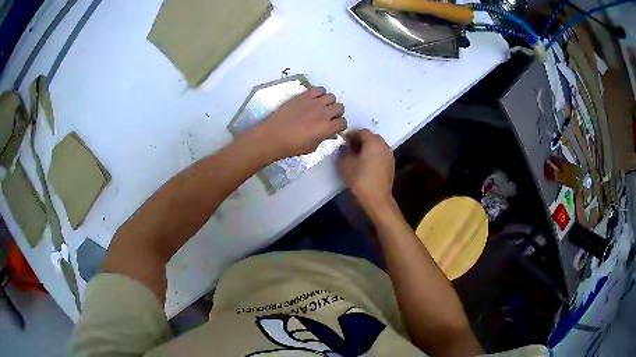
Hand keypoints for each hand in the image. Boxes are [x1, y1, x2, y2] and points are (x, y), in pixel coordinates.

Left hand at [249, 87, 345, 160]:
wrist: (273, 136)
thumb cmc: (292, 146)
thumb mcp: (312, 147)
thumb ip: (323, 138)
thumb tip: (330, 133)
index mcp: (327, 128)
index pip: (343, 122)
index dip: (340, 126)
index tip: (334, 128)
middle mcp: (323, 113)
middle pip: (339, 107)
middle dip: (336, 113)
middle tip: (328, 117)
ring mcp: (313, 102)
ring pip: (331, 97)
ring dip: (329, 103)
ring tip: (321, 107)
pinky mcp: (303, 95)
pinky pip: (318, 89)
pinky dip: (319, 93)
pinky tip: (313, 100)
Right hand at [337, 129, 394, 208]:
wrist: (377, 197)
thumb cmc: (360, 178)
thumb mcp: (345, 164)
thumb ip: (342, 152)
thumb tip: (342, 147)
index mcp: (373, 141)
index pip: (361, 131)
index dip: (350, 135)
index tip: (342, 141)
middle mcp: (383, 144)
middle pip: (370, 137)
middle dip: (359, 140)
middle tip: (348, 147)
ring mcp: (389, 154)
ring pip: (376, 145)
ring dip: (366, 147)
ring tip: (356, 156)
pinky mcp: (391, 163)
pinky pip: (380, 153)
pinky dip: (373, 154)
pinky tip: (365, 163)